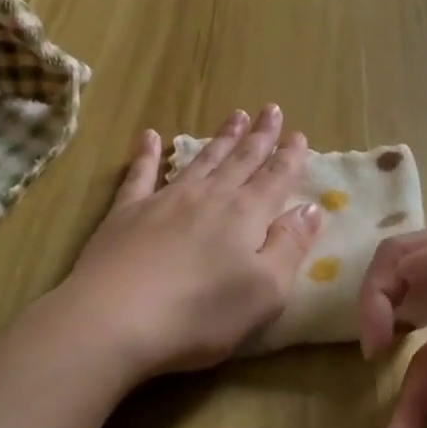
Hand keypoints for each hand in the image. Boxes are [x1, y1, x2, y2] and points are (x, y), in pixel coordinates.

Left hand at [53, 107, 322, 381]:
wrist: (115, 317)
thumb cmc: (200, 312)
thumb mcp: (265, 291)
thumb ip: (290, 246)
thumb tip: (311, 208)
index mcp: (246, 215)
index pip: (275, 178)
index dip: (290, 157)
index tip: (299, 133)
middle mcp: (209, 197)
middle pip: (240, 160)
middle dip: (259, 136)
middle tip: (270, 109)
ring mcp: (165, 200)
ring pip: (201, 160)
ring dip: (220, 138)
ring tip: (234, 116)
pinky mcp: (127, 212)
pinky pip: (141, 174)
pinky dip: (148, 154)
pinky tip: (151, 136)